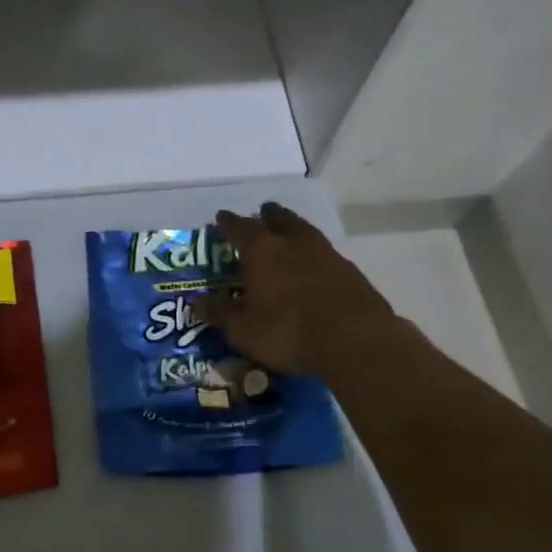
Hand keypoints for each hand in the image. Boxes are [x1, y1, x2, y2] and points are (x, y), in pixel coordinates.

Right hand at [204, 203, 407, 379]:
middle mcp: (293, 243)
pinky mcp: (349, 270)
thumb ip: (220, 313)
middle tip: (262, 212)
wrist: (354, 339)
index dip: (228, 223)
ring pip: (305, 231)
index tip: (221, 217)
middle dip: (267, 215)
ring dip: (293, 227)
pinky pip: (325, 252)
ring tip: (288, 230)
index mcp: (262, 250)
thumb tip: (197, 301)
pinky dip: (314, 252)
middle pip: (278, 219)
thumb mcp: (243, 329)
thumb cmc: (287, 331)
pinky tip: (314, 262)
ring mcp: (326, 253)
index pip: (239, 228)